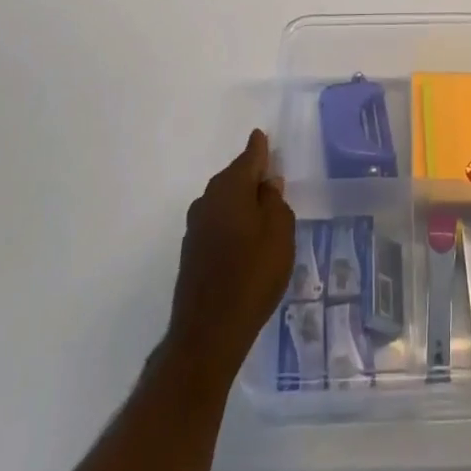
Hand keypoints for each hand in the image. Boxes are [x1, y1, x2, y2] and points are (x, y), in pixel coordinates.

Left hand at [164, 130, 294, 379]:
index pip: (250, 156)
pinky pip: (216, 221)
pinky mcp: (191, 251)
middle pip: (234, 176)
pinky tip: (243, 238)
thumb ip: (276, 202)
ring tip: (261, 212)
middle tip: (271, 179)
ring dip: (240, 201)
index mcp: (231, 187)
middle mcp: (209, 198)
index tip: (263, 136)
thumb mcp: (280, 234)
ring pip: (223, 200)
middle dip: (251, 175)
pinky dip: (230, 222)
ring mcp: (195, 225)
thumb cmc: (252, 275)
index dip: (260, 147)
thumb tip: (267, 184)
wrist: (207, 334)